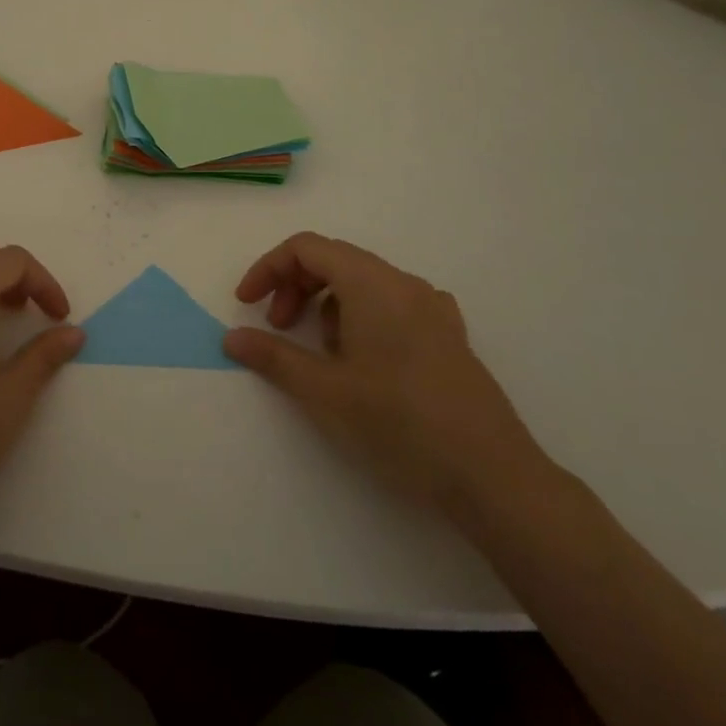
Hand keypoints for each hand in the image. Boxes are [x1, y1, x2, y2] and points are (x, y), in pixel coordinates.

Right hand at [223, 232, 551, 522]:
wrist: (494, 478)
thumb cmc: (400, 424)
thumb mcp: (324, 392)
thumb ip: (273, 357)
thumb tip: (231, 337)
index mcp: (372, 283)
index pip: (306, 247)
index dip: (269, 269)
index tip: (247, 306)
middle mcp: (404, 283)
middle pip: (335, 260)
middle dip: (296, 288)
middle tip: (279, 329)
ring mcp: (433, 308)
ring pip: (364, 284)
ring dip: (328, 306)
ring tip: (325, 357)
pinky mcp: (450, 336)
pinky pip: (392, 305)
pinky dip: (362, 318)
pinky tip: (366, 363)